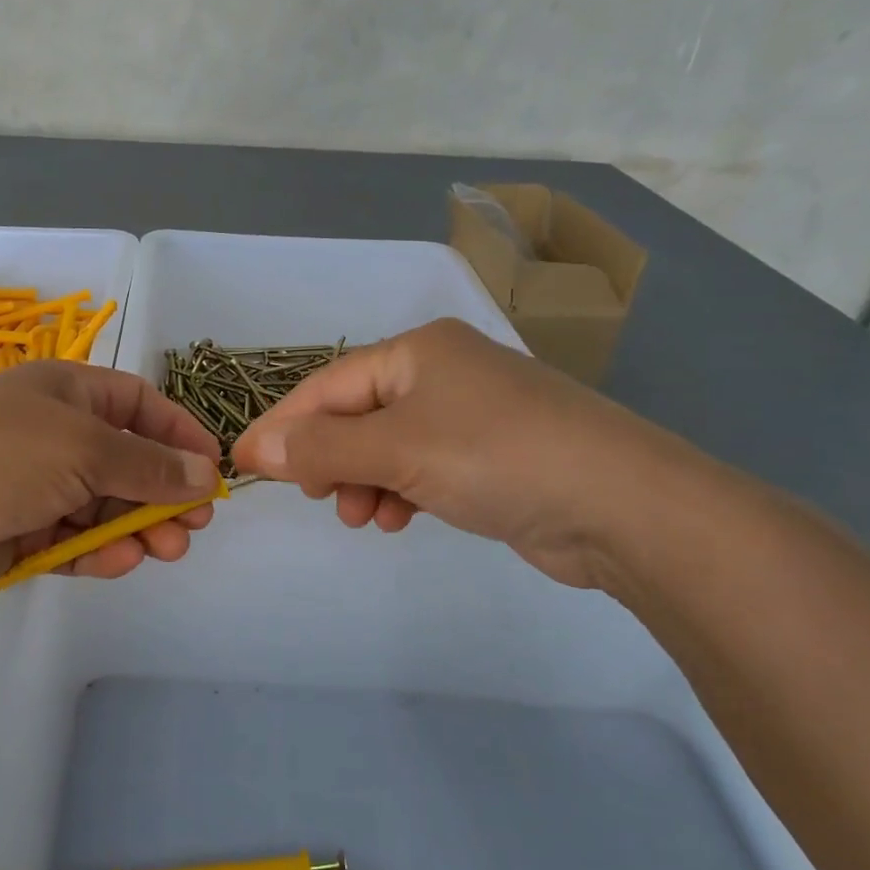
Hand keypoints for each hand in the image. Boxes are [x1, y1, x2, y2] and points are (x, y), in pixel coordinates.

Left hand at [0, 360, 224, 600]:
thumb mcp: (84, 449)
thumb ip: (148, 465)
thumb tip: (204, 473)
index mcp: (66, 392)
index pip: (138, 405)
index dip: (178, 433)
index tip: (210, 469)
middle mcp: (53, 434)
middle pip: (126, 461)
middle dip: (163, 492)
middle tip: (194, 526)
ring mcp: (34, 484)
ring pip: (103, 506)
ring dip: (137, 527)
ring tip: (167, 550)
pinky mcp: (18, 532)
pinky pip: (72, 539)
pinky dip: (97, 550)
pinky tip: (120, 561)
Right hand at [230, 318, 699, 589]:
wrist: (625, 506)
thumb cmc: (498, 457)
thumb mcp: (397, 449)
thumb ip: (321, 448)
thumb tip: (257, 448)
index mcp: (418, 351)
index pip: (327, 386)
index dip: (282, 425)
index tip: (244, 464)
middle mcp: (442, 373)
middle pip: (355, 414)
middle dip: (328, 458)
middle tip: (316, 496)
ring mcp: (470, 414)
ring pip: (386, 445)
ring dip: (362, 480)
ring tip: (362, 516)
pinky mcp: (491, 455)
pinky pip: (421, 467)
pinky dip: (400, 490)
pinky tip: (399, 518)